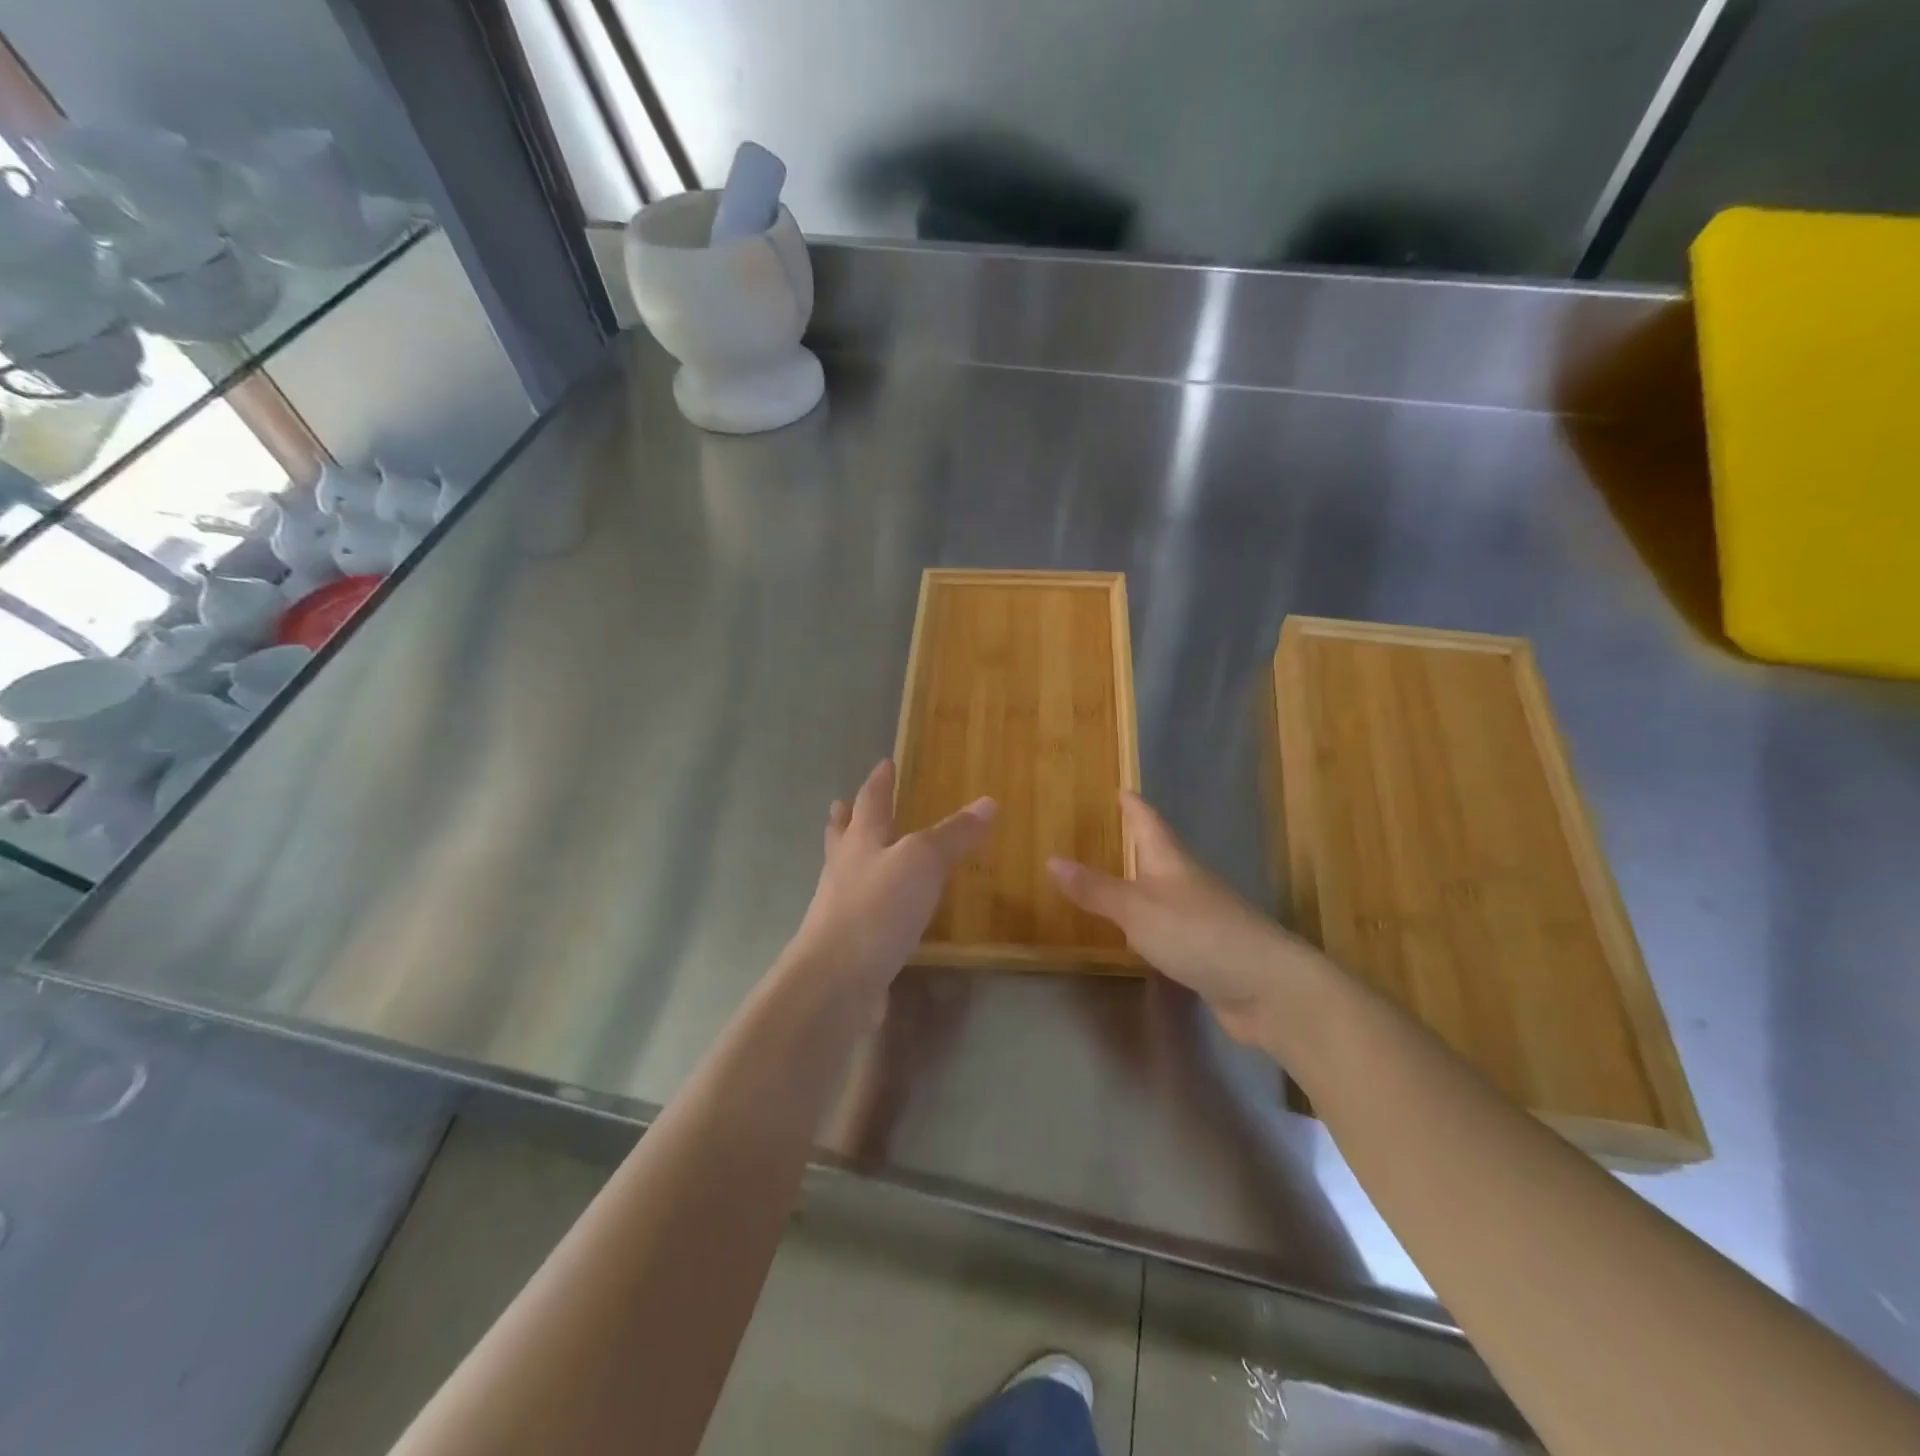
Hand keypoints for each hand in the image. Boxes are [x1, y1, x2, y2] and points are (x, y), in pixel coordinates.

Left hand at [788, 760, 994, 999]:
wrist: (837, 980)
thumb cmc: (878, 908)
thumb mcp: (923, 862)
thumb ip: (954, 834)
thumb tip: (988, 802)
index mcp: (861, 841)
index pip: (871, 801)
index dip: (880, 781)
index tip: (884, 763)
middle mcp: (845, 869)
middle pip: (843, 835)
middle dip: (847, 818)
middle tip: (842, 803)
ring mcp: (840, 908)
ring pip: (846, 872)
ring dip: (853, 857)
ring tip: (859, 852)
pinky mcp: (848, 943)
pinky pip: (860, 911)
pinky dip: (870, 901)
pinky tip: (882, 912)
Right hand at [1048, 793, 1322, 1046]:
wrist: (1268, 988)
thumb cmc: (1197, 934)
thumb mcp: (1137, 909)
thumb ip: (1095, 889)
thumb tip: (1052, 859)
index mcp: (1171, 862)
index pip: (1149, 822)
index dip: (1134, 806)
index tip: (1121, 788)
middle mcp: (1188, 882)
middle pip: (1160, 853)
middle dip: (1137, 841)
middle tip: (1112, 830)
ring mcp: (1202, 917)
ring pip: (1166, 890)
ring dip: (1143, 882)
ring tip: (1118, 877)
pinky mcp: (1208, 950)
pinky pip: (1171, 926)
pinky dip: (1151, 922)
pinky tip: (1140, 934)